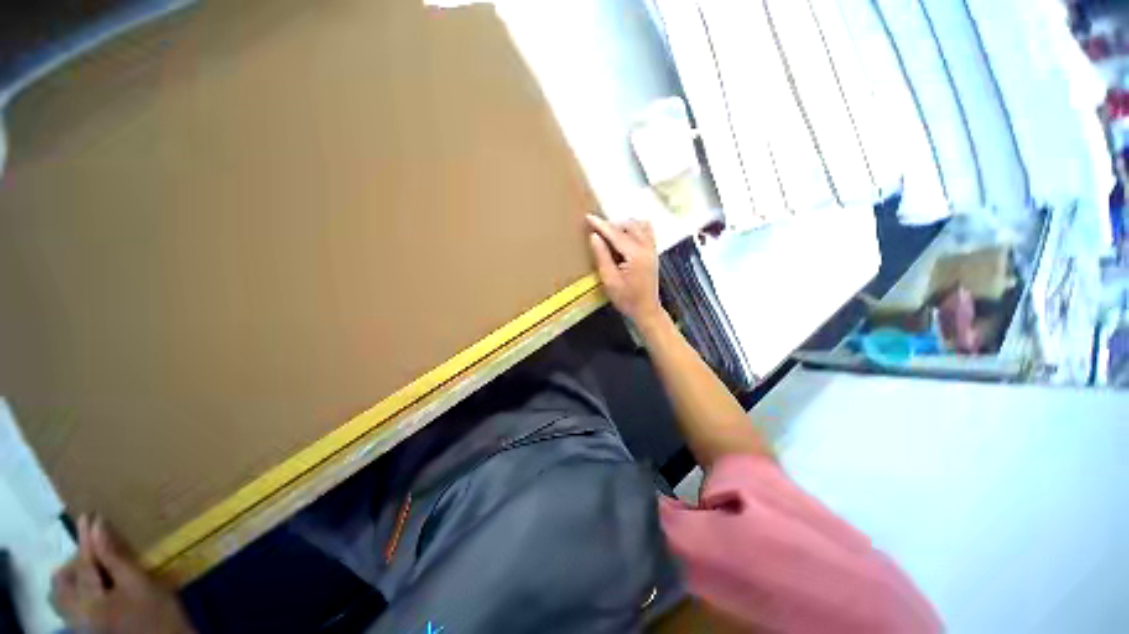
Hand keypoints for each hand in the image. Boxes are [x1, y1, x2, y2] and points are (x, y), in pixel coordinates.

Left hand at [51, 515, 193, 633]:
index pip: (83, 562)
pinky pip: (70, 605)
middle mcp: (76, 613)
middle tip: (93, 549)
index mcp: (89, 601)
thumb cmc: (158, 612)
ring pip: (62, 597)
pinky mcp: (88, 628)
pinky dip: (76, 591)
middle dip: (74, 562)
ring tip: (92, 567)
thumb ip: (115, 557)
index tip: (88, 515)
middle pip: (61, 583)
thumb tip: (97, 526)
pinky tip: (95, 587)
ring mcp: (80, 623)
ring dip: (72, 578)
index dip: (87, 538)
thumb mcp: (140, 584)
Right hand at [586, 214, 664, 327]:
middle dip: (612, 225)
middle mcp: (646, 247)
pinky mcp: (653, 252)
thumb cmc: (626, 298)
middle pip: (629, 226)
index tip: (588, 217)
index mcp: (635, 255)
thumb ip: (602, 256)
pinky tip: (626, 236)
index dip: (601, 225)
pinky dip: (635, 229)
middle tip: (598, 232)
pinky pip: (646, 231)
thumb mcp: (609, 280)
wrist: (646, 310)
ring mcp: (652, 249)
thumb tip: (594, 236)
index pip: (616, 234)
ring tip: (611, 235)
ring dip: (624, 226)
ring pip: (639, 226)